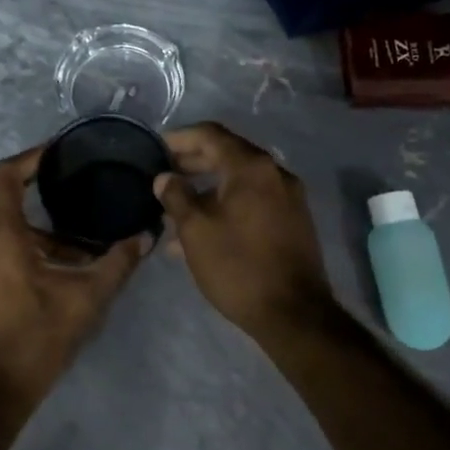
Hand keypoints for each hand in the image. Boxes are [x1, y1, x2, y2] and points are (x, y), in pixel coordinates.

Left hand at [0, 147, 147, 409]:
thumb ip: (117, 264)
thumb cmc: (34, 339)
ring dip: (21, 217)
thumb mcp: (84, 300)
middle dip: (21, 179)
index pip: (2, 176)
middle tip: (58, 178)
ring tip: (67, 232)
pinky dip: (11, 239)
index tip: (57, 152)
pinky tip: (47, 263)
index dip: (29, 158)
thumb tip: (146, 237)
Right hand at [154, 122, 335, 337]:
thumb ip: (176, 197)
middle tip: (163, 176)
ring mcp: (288, 197)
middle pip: (227, 155)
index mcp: (252, 167)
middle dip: (192, 163)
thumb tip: (165, 178)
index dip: (180, 138)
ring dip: (207, 189)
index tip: (155, 148)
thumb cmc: (238, 267)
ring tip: (175, 208)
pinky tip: (203, 230)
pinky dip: (226, 205)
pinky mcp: (292, 221)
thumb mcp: (196, 231)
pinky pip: (253, 201)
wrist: (294, 314)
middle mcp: (275, 173)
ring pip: (239, 181)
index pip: (211, 135)